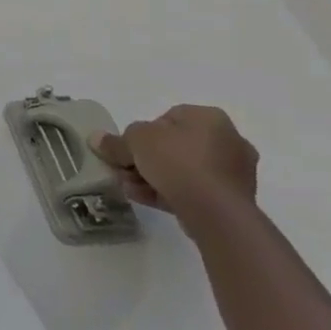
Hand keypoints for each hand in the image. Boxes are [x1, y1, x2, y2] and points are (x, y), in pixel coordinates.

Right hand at [96, 104, 258, 228]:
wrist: (216, 212)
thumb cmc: (178, 161)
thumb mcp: (135, 141)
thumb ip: (115, 141)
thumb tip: (96, 139)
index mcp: (209, 117)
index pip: (168, 118)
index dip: (142, 133)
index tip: (129, 150)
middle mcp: (228, 140)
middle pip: (174, 146)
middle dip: (146, 159)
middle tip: (125, 171)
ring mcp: (234, 172)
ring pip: (183, 170)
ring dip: (153, 177)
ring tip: (130, 188)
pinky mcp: (234, 200)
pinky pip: (194, 190)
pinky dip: (170, 192)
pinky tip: (145, 199)